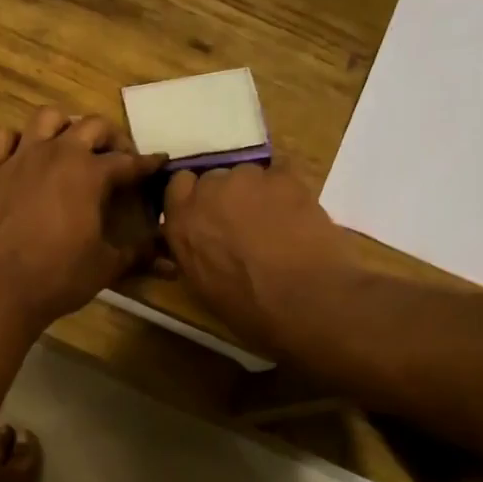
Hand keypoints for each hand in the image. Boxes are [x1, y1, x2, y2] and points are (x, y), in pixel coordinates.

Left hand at [0, 107, 166, 331]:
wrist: (3, 287)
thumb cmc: (61, 275)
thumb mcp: (108, 265)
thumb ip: (138, 254)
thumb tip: (169, 259)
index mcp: (91, 173)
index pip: (129, 161)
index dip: (149, 163)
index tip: (160, 162)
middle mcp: (58, 153)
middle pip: (92, 126)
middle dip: (111, 137)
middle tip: (118, 157)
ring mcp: (22, 158)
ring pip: (47, 117)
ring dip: (64, 126)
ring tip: (71, 146)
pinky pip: (2, 137)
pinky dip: (15, 140)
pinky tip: (24, 154)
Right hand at [162, 164, 359, 353]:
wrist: (304, 300)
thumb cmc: (249, 308)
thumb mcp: (202, 286)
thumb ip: (194, 252)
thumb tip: (201, 244)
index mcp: (181, 223)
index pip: (178, 186)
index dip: (195, 197)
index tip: (209, 214)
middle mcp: (208, 193)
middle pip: (214, 178)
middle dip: (226, 195)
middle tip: (245, 221)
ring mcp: (247, 179)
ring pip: (248, 174)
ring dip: (257, 191)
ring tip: (278, 220)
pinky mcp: (284, 176)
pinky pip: (282, 173)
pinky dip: (287, 189)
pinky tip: (299, 214)